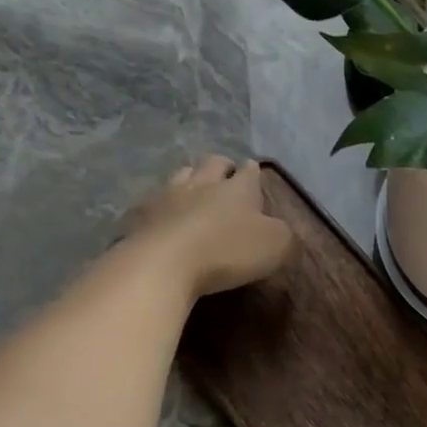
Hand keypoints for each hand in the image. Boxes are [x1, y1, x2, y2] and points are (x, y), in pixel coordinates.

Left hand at [129, 157, 293, 297]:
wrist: (166, 262)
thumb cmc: (228, 251)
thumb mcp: (276, 246)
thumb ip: (284, 235)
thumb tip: (281, 230)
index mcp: (239, 189)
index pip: (249, 172)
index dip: (253, 172)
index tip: (253, 170)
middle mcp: (203, 184)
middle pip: (213, 163)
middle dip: (222, 166)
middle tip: (226, 173)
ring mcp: (168, 196)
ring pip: (182, 174)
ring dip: (191, 177)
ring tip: (194, 187)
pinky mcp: (142, 215)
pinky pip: (154, 201)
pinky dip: (163, 205)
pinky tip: (164, 215)